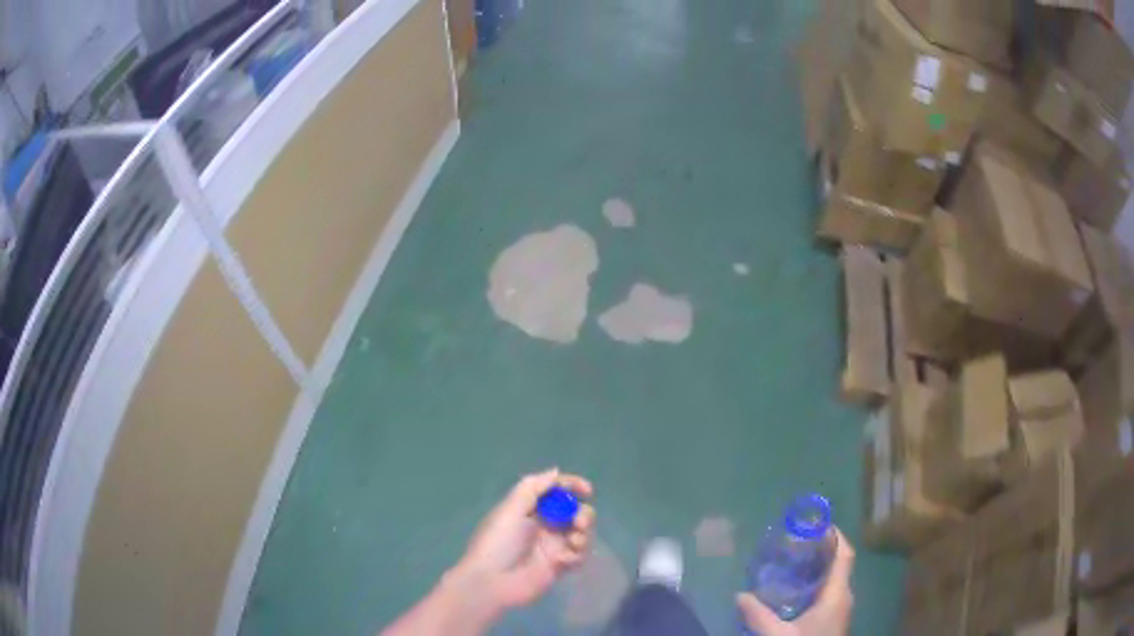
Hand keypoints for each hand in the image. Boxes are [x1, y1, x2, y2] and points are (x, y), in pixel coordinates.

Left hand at [452, 469, 595, 616]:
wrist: (492, 581)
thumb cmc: (498, 542)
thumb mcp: (510, 509)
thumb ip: (533, 488)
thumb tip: (555, 471)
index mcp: (529, 509)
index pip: (555, 491)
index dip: (572, 486)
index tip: (587, 490)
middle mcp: (543, 525)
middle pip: (574, 512)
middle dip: (582, 514)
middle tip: (578, 523)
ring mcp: (552, 546)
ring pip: (581, 533)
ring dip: (583, 534)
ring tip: (573, 542)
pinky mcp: (559, 566)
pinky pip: (579, 555)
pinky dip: (577, 555)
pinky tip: (564, 561)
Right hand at [736, 528, 854, 635]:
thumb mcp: (778, 635)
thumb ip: (758, 616)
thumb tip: (739, 595)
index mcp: (837, 593)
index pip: (845, 554)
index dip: (836, 535)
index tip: (818, 522)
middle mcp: (843, 596)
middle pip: (840, 563)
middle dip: (822, 548)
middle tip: (796, 540)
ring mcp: (840, 608)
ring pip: (834, 578)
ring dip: (819, 566)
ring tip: (794, 560)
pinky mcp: (833, 619)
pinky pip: (829, 591)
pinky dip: (816, 582)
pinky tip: (796, 589)